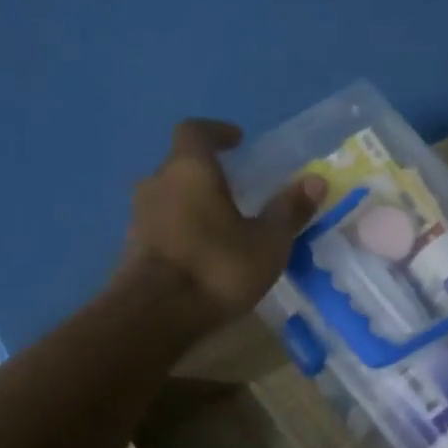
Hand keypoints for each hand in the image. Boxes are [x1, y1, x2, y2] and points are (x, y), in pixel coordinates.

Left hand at [120, 119, 326, 331]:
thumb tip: (316, 180)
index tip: (237, 141)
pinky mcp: (131, 248)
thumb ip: (289, 210)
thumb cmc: (216, 268)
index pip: (195, 131)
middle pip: (180, 165)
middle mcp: (157, 183)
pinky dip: (181, 230)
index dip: (217, 132)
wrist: (154, 316)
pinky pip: (161, 226)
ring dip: (192, 203)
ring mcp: (138, 217)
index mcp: (189, 169)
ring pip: (169, 197)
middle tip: (236, 189)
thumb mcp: (267, 243)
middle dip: (206, 173)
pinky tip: (201, 253)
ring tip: (221, 224)